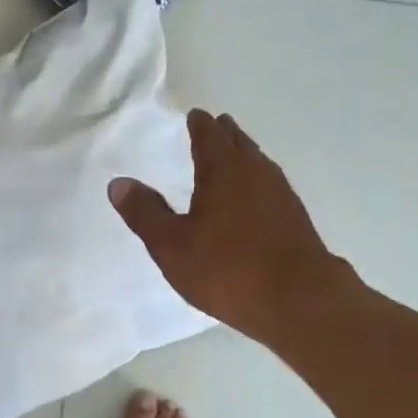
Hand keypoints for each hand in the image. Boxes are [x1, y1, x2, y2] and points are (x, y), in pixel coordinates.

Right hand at [109, 109, 355, 345]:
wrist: (298, 300)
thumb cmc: (226, 268)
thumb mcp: (171, 245)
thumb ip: (144, 212)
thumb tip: (118, 183)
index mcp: (223, 169)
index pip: (209, 134)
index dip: (199, 124)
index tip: (194, 116)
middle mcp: (256, 172)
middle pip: (238, 142)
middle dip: (223, 134)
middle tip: (212, 129)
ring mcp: (281, 194)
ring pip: (258, 163)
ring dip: (242, 156)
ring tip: (230, 159)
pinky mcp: (295, 218)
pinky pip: (270, 186)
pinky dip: (255, 183)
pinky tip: (252, 200)